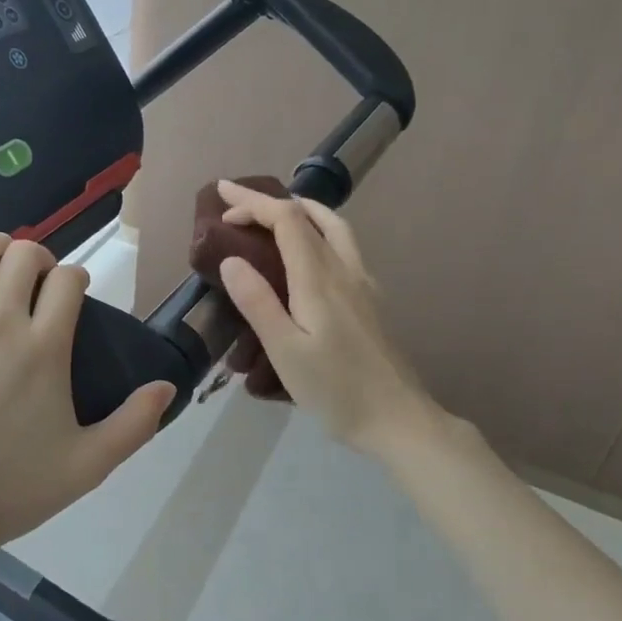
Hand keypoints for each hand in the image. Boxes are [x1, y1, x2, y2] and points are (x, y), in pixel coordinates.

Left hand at [0, 226, 174, 547]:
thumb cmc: (9, 490)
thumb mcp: (87, 466)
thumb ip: (134, 424)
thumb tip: (168, 385)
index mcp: (44, 347)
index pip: (68, 280)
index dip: (74, 279)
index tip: (69, 293)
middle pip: (24, 255)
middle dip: (37, 259)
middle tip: (32, 281)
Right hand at [214, 181, 442, 454]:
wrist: (400, 420)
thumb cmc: (336, 390)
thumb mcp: (286, 352)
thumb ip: (258, 303)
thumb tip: (231, 259)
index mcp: (319, 278)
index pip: (286, 219)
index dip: (253, 203)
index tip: (222, 200)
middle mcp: (344, 269)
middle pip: (309, 215)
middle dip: (270, 201)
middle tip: (237, 202)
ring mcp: (363, 282)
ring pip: (334, 226)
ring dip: (301, 210)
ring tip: (273, 214)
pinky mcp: (371, 298)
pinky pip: (343, 245)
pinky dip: (318, 229)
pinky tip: (308, 254)